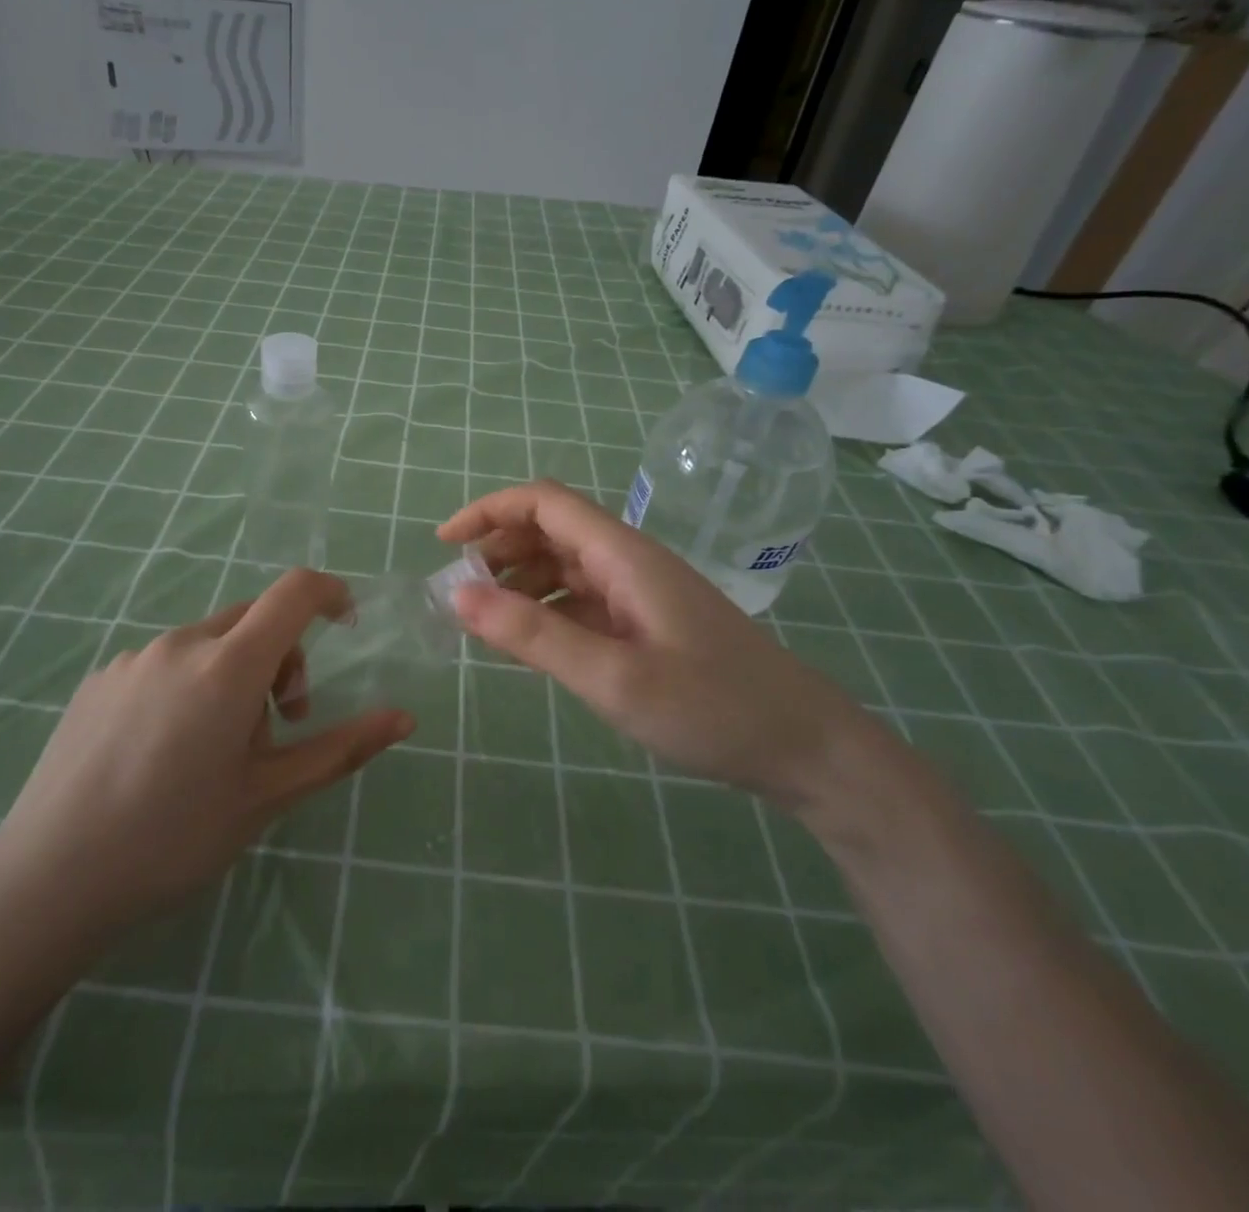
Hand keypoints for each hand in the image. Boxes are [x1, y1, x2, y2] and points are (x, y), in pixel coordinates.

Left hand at [0, 569, 413, 977]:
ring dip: (234, 676)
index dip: (330, 593)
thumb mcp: (268, 796)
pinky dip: (189, 686)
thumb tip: (404, 718)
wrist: (47, 881)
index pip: (293, 592)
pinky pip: (165, 663)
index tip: (347, 624)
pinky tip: (162, 753)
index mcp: (228, 666)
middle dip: (283, 658)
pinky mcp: (99, 680)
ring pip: (208, 644)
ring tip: (215, 750)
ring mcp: (133, 659)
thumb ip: (341, 748)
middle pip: (253, 620)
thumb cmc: (174, 839)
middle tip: (278, 727)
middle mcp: (180, 644)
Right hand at [439, 480, 867, 805]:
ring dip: (520, 581)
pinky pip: (584, 600)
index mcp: (622, 555)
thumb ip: (533, 634)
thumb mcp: (612, 677)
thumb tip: (458, 595)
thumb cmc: (711, 708)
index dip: (488, 511)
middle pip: (550, 530)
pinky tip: (531, 643)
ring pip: (565, 566)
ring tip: (484, 621)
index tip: (444, 544)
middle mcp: (629, 561)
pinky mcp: (647, 622)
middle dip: (498, 550)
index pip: (543, 503)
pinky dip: (547, 609)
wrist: (804, 746)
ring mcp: (641, 592)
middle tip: (460, 595)